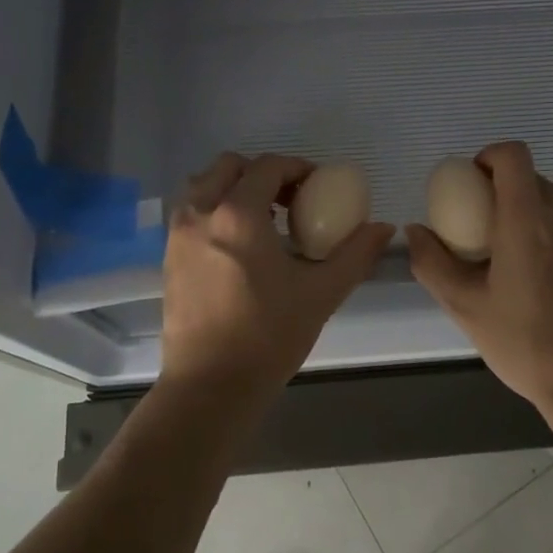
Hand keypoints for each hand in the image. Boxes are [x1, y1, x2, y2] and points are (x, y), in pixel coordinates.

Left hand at [161, 152, 394, 400]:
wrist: (209, 386)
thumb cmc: (268, 336)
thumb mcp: (321, 293)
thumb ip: (356, 254)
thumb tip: (384, 228)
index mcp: (238, 214)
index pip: (267, 166)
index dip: (296, 167)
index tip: (317, 184)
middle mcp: (201, 213)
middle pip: (229, 166)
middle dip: (261, 172)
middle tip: (289, 198)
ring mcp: (179, 235)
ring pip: (204, 186)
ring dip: (234, 188)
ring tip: (263, 219)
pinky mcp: (168, 257)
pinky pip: (192, 213)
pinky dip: (216, 210)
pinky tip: (240, 245)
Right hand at [406, 141, 552, 427]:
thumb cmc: (525, 345)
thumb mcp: (465, 307)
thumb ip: (432, 263)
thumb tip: (415, 229)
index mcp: (526, 219)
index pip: (512, 154)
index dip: (491, 157)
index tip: (477, 182)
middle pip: (536, 177)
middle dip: (512, 190)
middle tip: (499, 227)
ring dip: (551, 201)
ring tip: (542, 237)